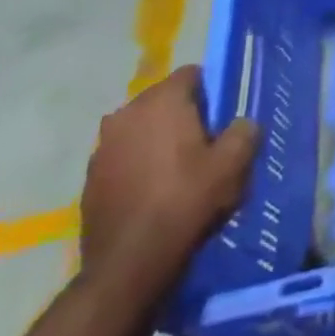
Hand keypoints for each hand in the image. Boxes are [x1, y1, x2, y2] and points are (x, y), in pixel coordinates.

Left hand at [80, 66, 259, 305]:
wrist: (131, 261)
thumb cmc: (187, 199)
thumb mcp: (233, 163)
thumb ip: (244, 132)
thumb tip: (242, 123)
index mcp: (161, 101)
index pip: (191, 74)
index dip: (212, 91)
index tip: (223, 117)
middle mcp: (125, 114)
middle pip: (163, 101)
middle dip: (184, 115)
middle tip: (207, 143)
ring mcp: (102, 146)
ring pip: (141, 129)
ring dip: (159, 140)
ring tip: (180, 169)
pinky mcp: (90, 177)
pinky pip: (124, 156)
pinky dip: (139, 164)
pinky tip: (155, 191)